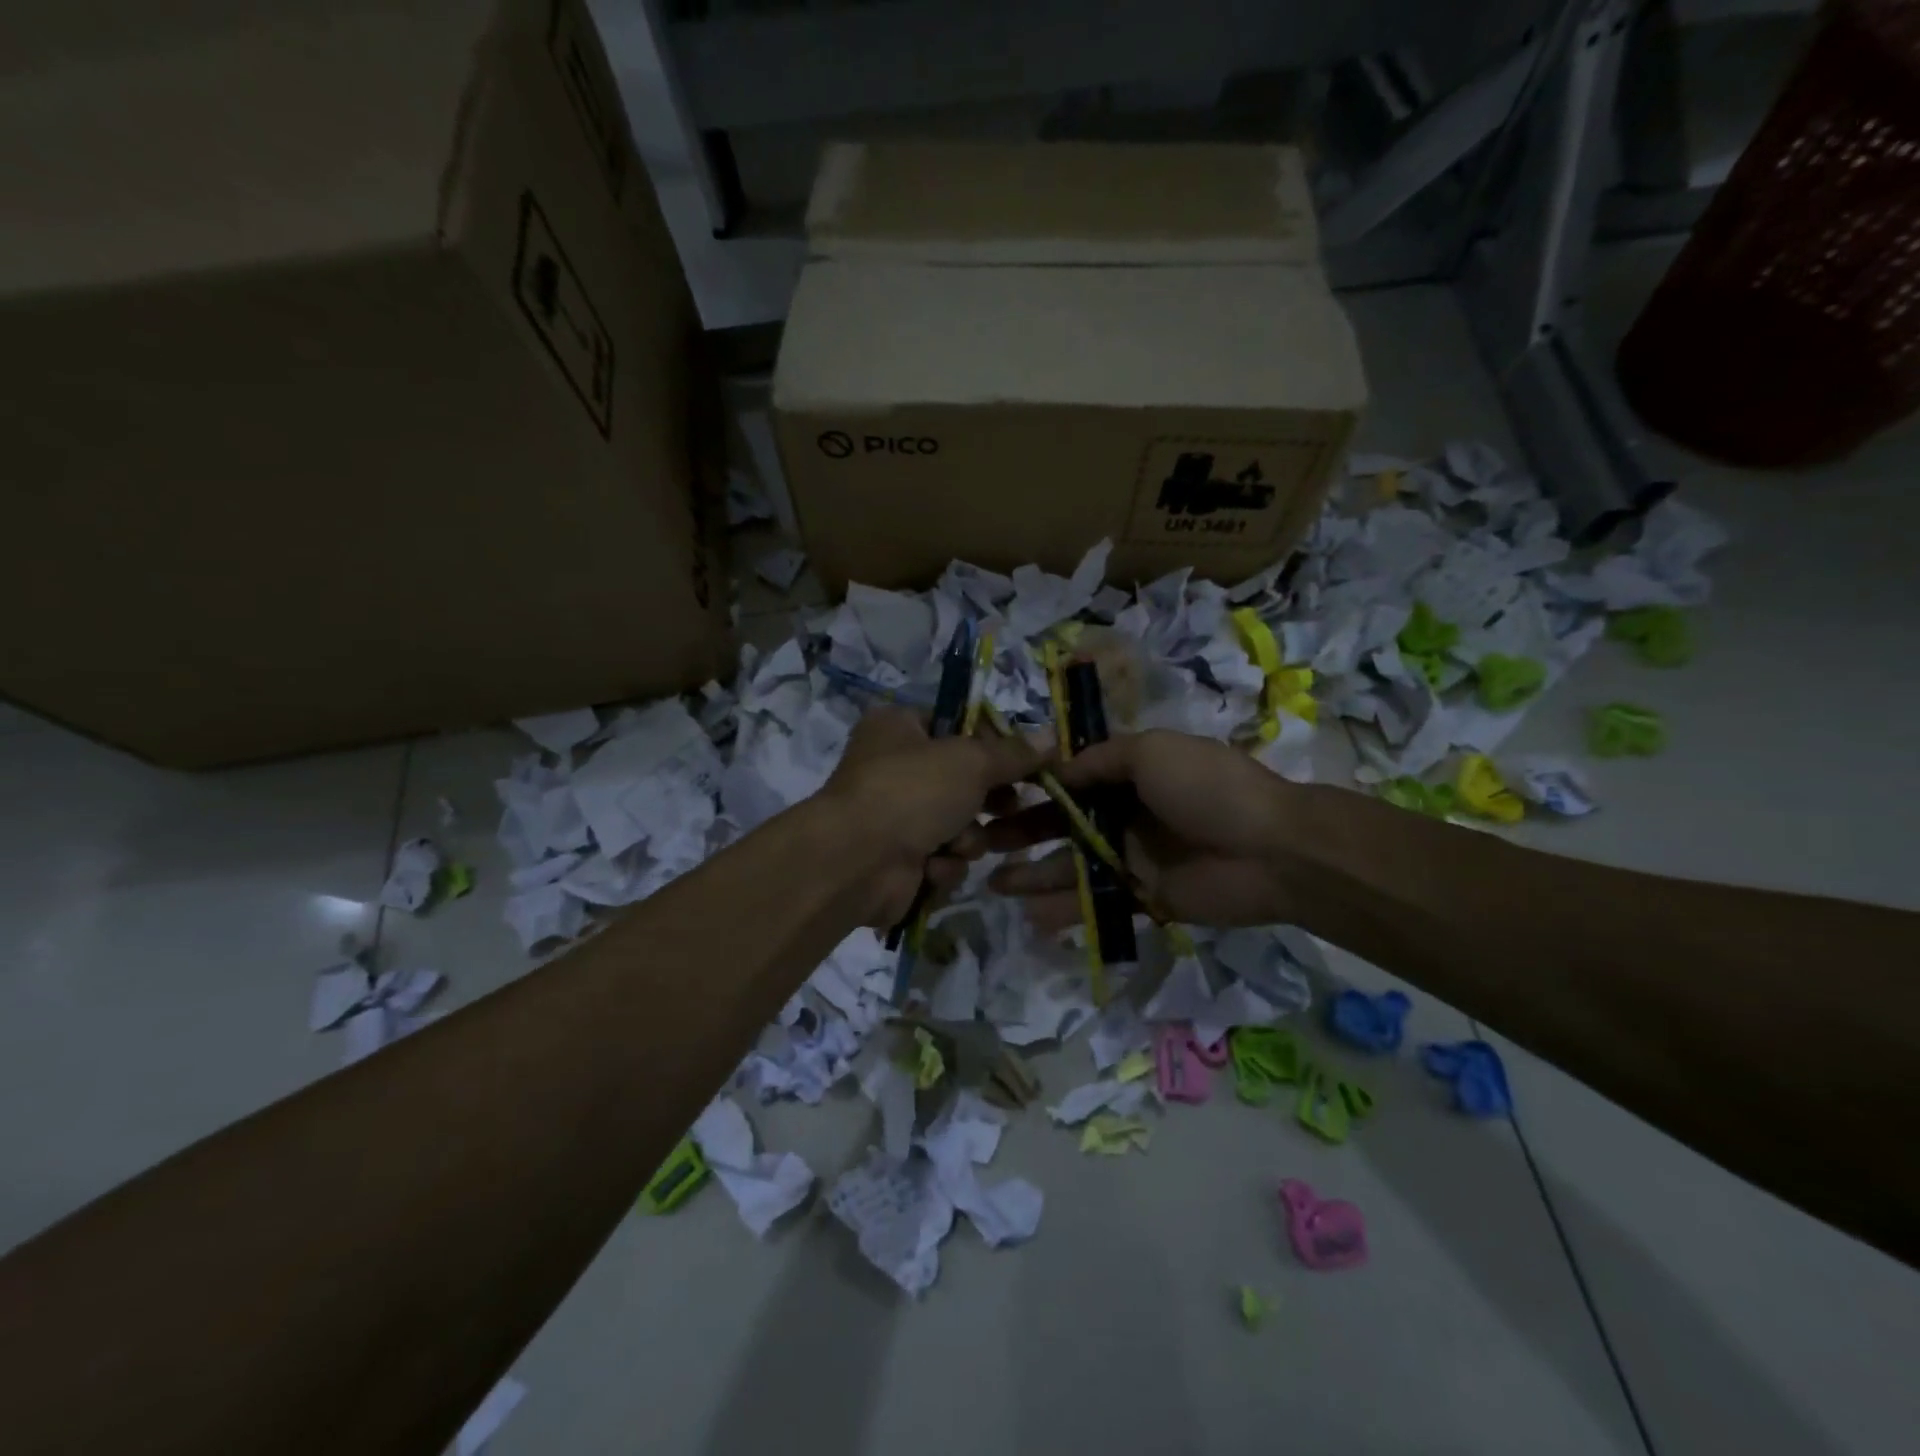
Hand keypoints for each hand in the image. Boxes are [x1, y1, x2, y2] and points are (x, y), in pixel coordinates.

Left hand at [821, 707, 1047, 925]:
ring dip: (965, 838)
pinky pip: (941, 858)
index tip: (1024, 762)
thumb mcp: (971, 761)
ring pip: (957, 826)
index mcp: (898, 727)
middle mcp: (892, 767)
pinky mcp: (897, 861)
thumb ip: (1013, 752)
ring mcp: (893, 817)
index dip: (992, 745)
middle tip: (1009, 807)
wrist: (857, 861)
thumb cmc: (911, 791)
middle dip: (985, 802)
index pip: (957, 726)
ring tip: (956, 843)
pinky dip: (942, 864)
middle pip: (961, 781)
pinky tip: (931, 867)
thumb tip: (1053, 736)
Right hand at [986, 729, 1296, 929]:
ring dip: (1034, 873)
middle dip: (1024, 831)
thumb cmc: (1208, 789)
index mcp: (1131, 775)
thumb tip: (1056, 769)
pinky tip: (1029, 915)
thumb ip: (1102, 759)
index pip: (1072, 779)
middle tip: (983, 842)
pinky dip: (1064, 909)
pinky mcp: (1144, 897)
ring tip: (992, 882)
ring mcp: (1134, 858)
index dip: (1036, 787)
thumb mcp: (1153, 751)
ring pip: (1073, 865)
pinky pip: (1097, 901)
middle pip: (1065, 823)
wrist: (1272, 851)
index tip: (997, 793)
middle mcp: (1127, 814)